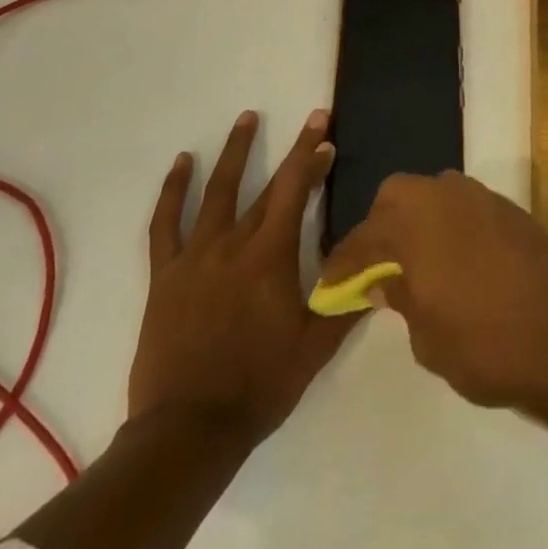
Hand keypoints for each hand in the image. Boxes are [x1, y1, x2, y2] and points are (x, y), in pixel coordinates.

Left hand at [127, 109, 358, 442]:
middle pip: (267, 187)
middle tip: (310, 122)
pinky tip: (182, 163)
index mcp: (270, 257)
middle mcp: (233, 244)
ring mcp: (195, 256)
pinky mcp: (165, 274)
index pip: (295, 192)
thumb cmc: (258, 385)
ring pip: (216, 191)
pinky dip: (173, 190)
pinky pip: (165, 223)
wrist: (187, 430)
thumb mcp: (315, 347)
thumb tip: (382, 268)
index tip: (326, 134)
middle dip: (293, 152)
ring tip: (246, 118)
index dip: (312, 159)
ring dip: (234, 151)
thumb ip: (347, 302)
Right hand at [317, 170, 547, 420]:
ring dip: (417, 217)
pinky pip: (465, 204)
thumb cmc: (484, 345)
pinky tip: (456, 257)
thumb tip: (384, 280)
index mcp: (415, 225)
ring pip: (433, 191)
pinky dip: (450, 223)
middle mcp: (444, 197)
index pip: (365, 238)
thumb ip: (400, 298)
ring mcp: (480, 197)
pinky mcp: (508, 208)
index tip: (329, 284)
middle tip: (376, 264)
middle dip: (380, 224)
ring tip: (416, 258)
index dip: (343, 263)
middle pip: (396, 194)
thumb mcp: (427, 338)